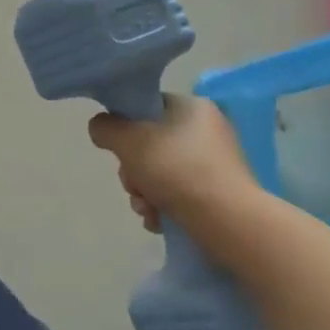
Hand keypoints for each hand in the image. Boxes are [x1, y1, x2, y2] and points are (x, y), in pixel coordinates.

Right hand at [88, 94, 260, 234]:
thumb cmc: (177, 170)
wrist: (228, 221)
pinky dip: (163, 206)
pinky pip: (179, 193)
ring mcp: (216, 163)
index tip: (121, 151)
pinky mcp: (220, 193)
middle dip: (133, 171)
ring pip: (160, 172)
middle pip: (150, 144)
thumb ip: (106, 128)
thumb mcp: (128, 141)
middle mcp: (207, 130)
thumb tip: (101, 127)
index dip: (126, 129)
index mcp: (192, 107)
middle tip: (134, 186)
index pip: (147, 108)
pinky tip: (159, 220)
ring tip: (147, 209)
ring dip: (144, 192)